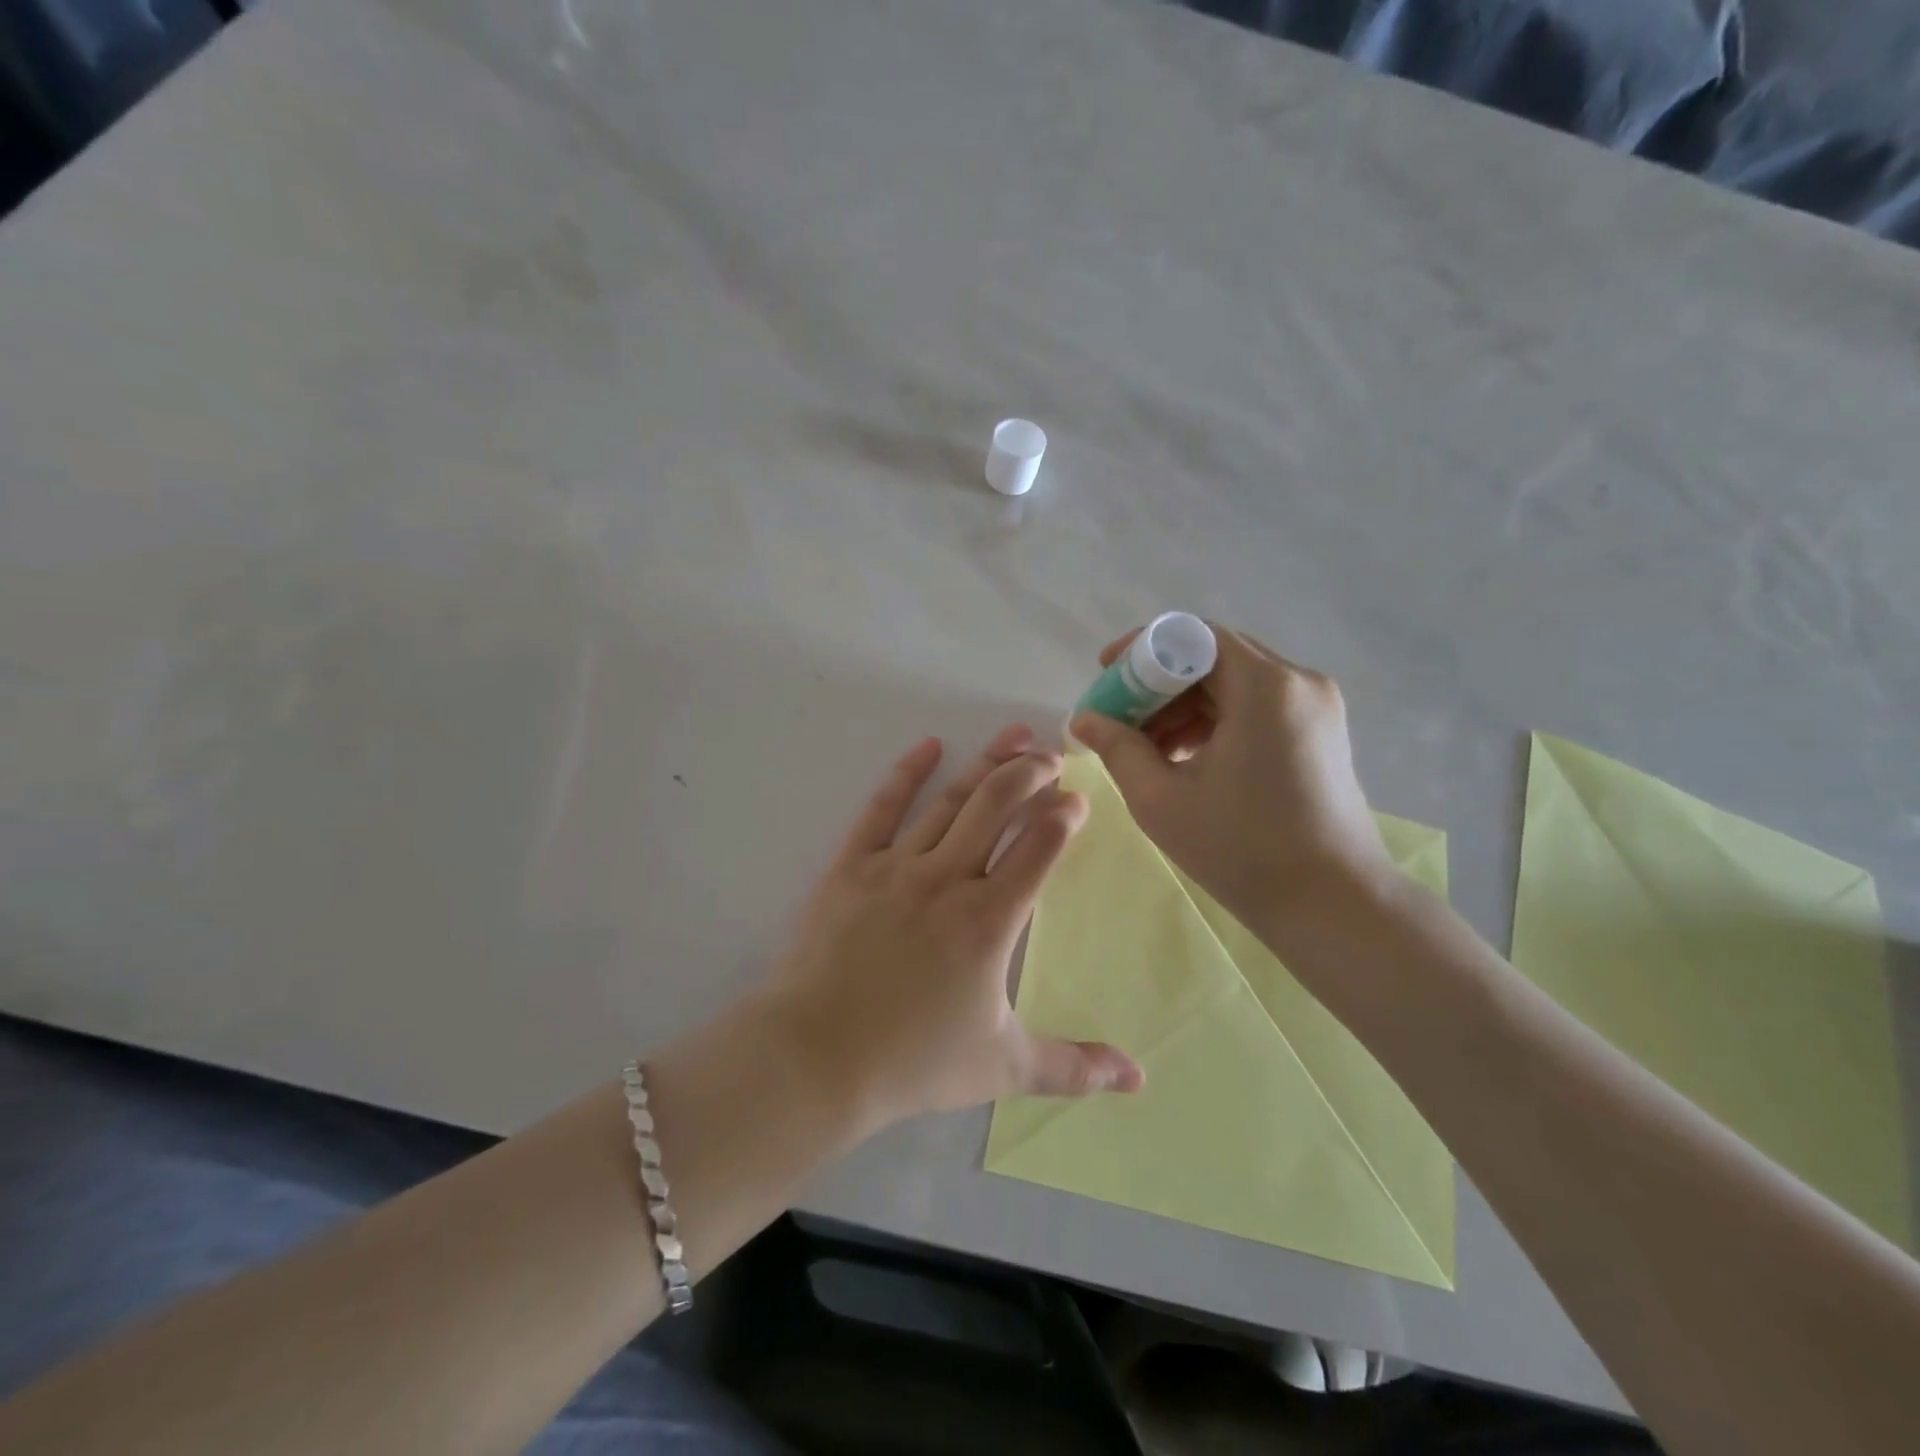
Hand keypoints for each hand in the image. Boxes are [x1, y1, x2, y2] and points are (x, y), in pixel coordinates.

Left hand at [761, 724, 1142, 1134]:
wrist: (815, 1057)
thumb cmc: (912, 1062)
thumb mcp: (1003, 1068)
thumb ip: (1074, 1067)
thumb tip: (1138, 1079)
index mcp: (989, 919)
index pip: (1039, 847)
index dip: (1064, 816)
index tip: (1078, 799)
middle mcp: (948, 878)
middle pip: (998, 806)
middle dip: (1032, 773)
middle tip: (1053, 753)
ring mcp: (896, 866)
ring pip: (951, 801)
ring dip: (987, 764)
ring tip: (1014, 736)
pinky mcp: (851, 866)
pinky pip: (882, 808)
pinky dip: (906, 773)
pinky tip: (929, 745)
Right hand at [1068, 626, 1391, 933]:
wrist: (1334, 906)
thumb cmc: (1242, 850)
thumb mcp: (1162, 799)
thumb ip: (1117, 748)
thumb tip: (1084, 718)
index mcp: (1264, 686)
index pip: (1192, 635)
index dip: (1141, 650)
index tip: (1105, 677)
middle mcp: (1298, 681)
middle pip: (1213, 656)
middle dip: (1158, 683)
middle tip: (1119, 719)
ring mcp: (1317, 706)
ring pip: (1234, 682)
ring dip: (1184, 705)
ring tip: (1148, 749)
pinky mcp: (1321, 732)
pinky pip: (1257, 706)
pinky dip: (1216, 721)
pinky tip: (1187, 759)